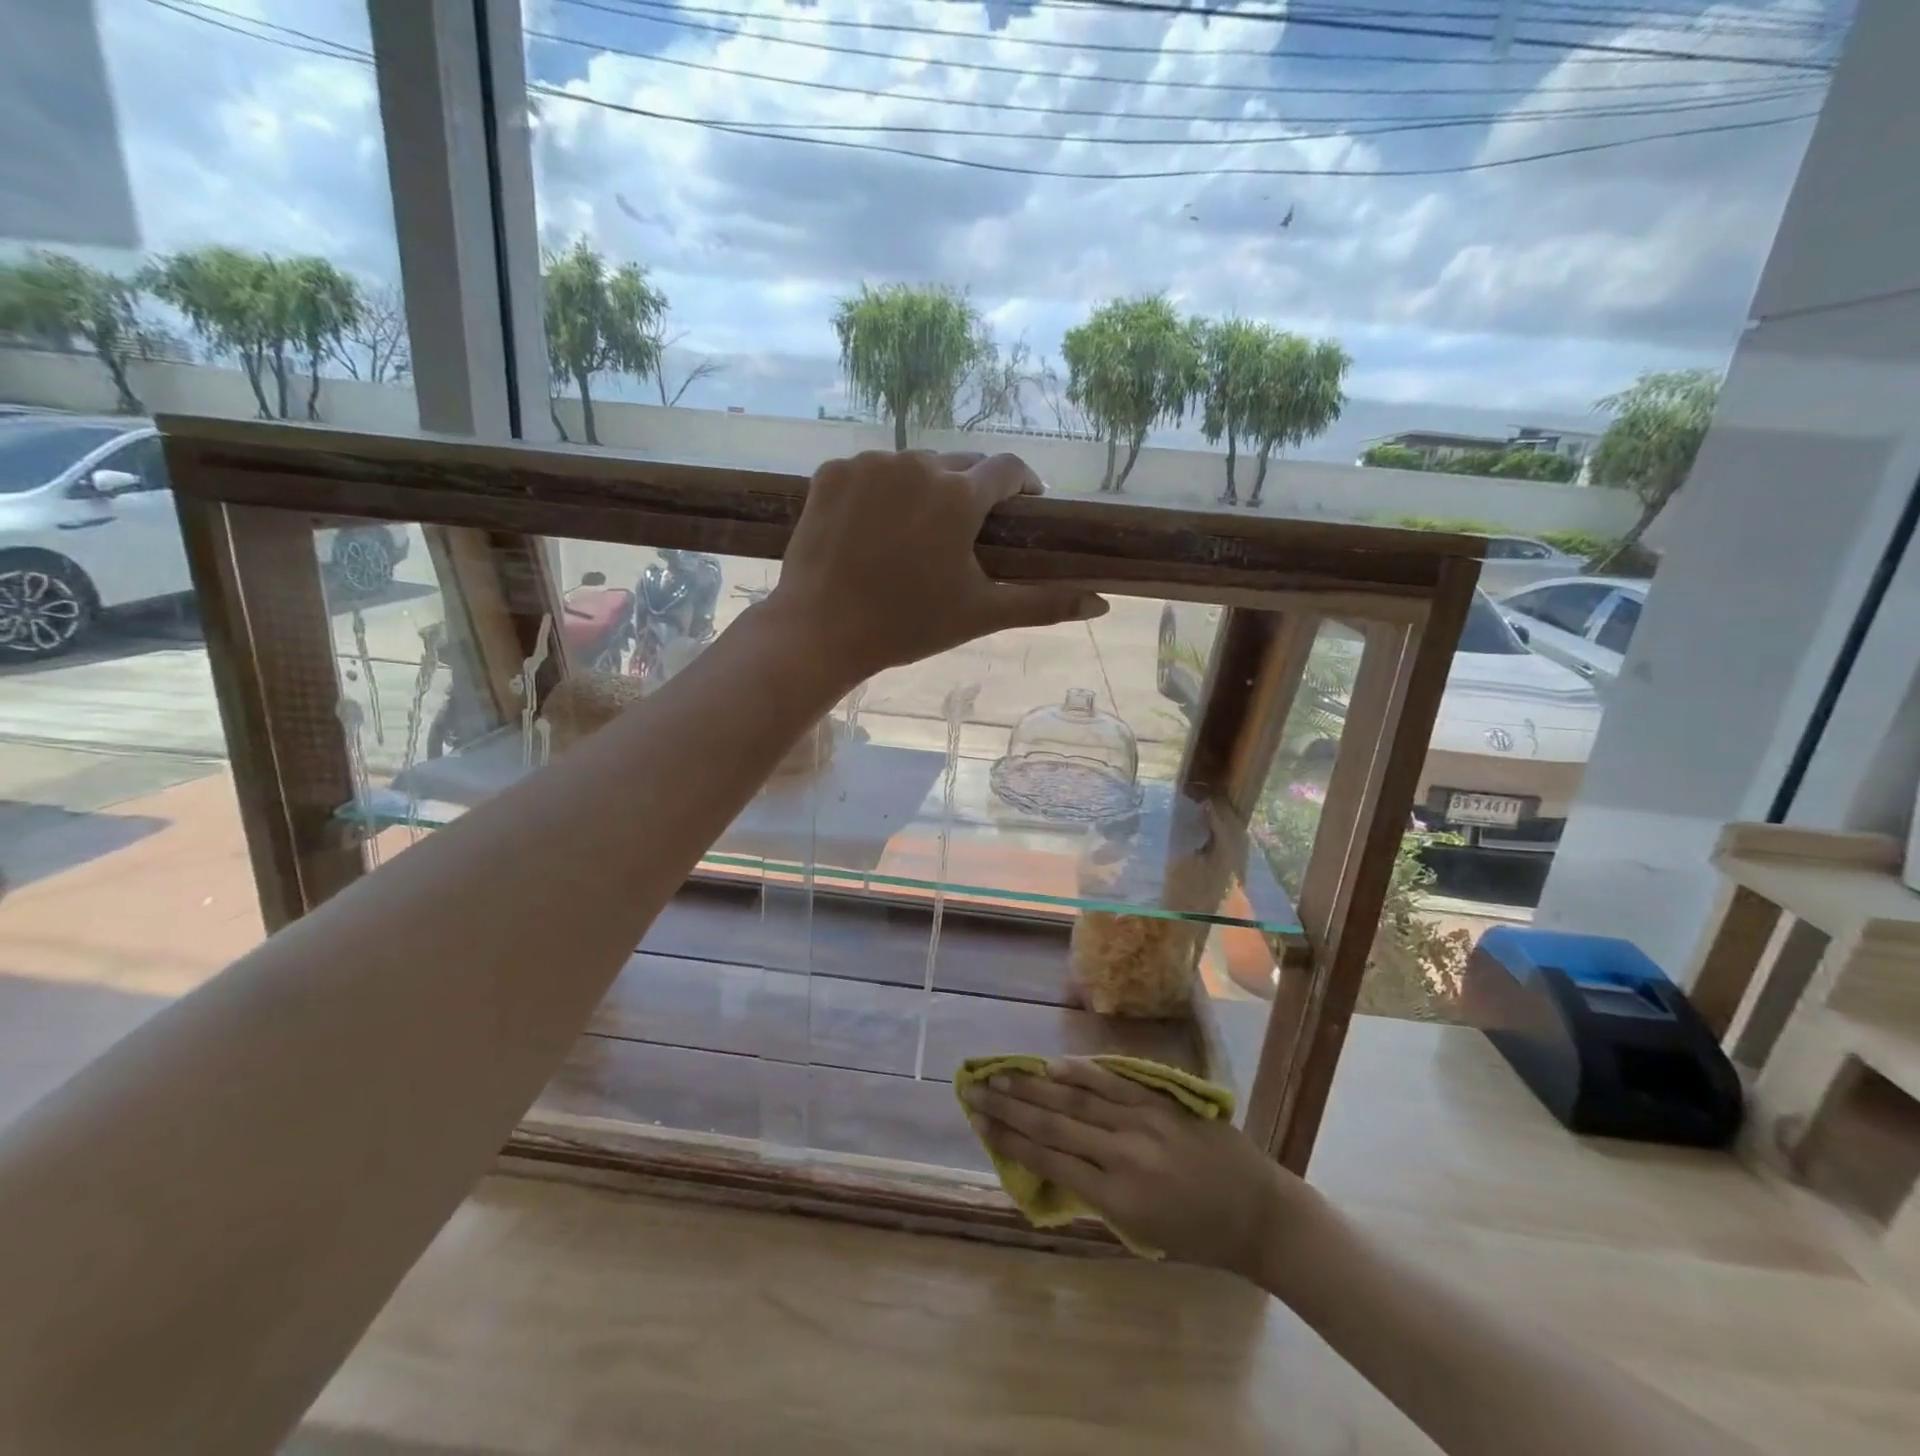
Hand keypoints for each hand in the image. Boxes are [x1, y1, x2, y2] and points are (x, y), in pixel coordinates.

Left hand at [766, 451, 1107, 684]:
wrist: (820, 631)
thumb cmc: (908, 625)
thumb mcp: (981, 614)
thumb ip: (1044, 604)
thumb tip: (1103, 605)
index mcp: (958, 495)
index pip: (1007, 468)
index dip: (1022, 484)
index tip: (1024, 503)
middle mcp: (916, 464)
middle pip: (959, 464)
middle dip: (970, 490)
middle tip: (965, 531)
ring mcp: (868, 465)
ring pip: (912, 466)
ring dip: (923, 489)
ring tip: (916, 532)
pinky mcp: (831, 473)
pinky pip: (870, 472)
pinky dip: (880, 491)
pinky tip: (875, 528)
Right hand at [962, 1058, 1298, 1274]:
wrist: (1258, 1212)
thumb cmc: (1198, 1236)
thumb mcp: (1140, 1231)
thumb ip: (1095, 1194)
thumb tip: (1051, 1158)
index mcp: (1117, 1198)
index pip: (1050, 1160)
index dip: (1009, 1139)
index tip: (979, 1122)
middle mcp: (1123, 1155)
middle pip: (1053, 1123)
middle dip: (1009, 1106)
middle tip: (973, 1088)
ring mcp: (1142, 1122)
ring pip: (1076, 1098)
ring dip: (1033, 1085)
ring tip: (1000, 1073)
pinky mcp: (1160, 1102)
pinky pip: (1112, 1082)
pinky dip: (1080, 1072)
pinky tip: (1052, 1065)